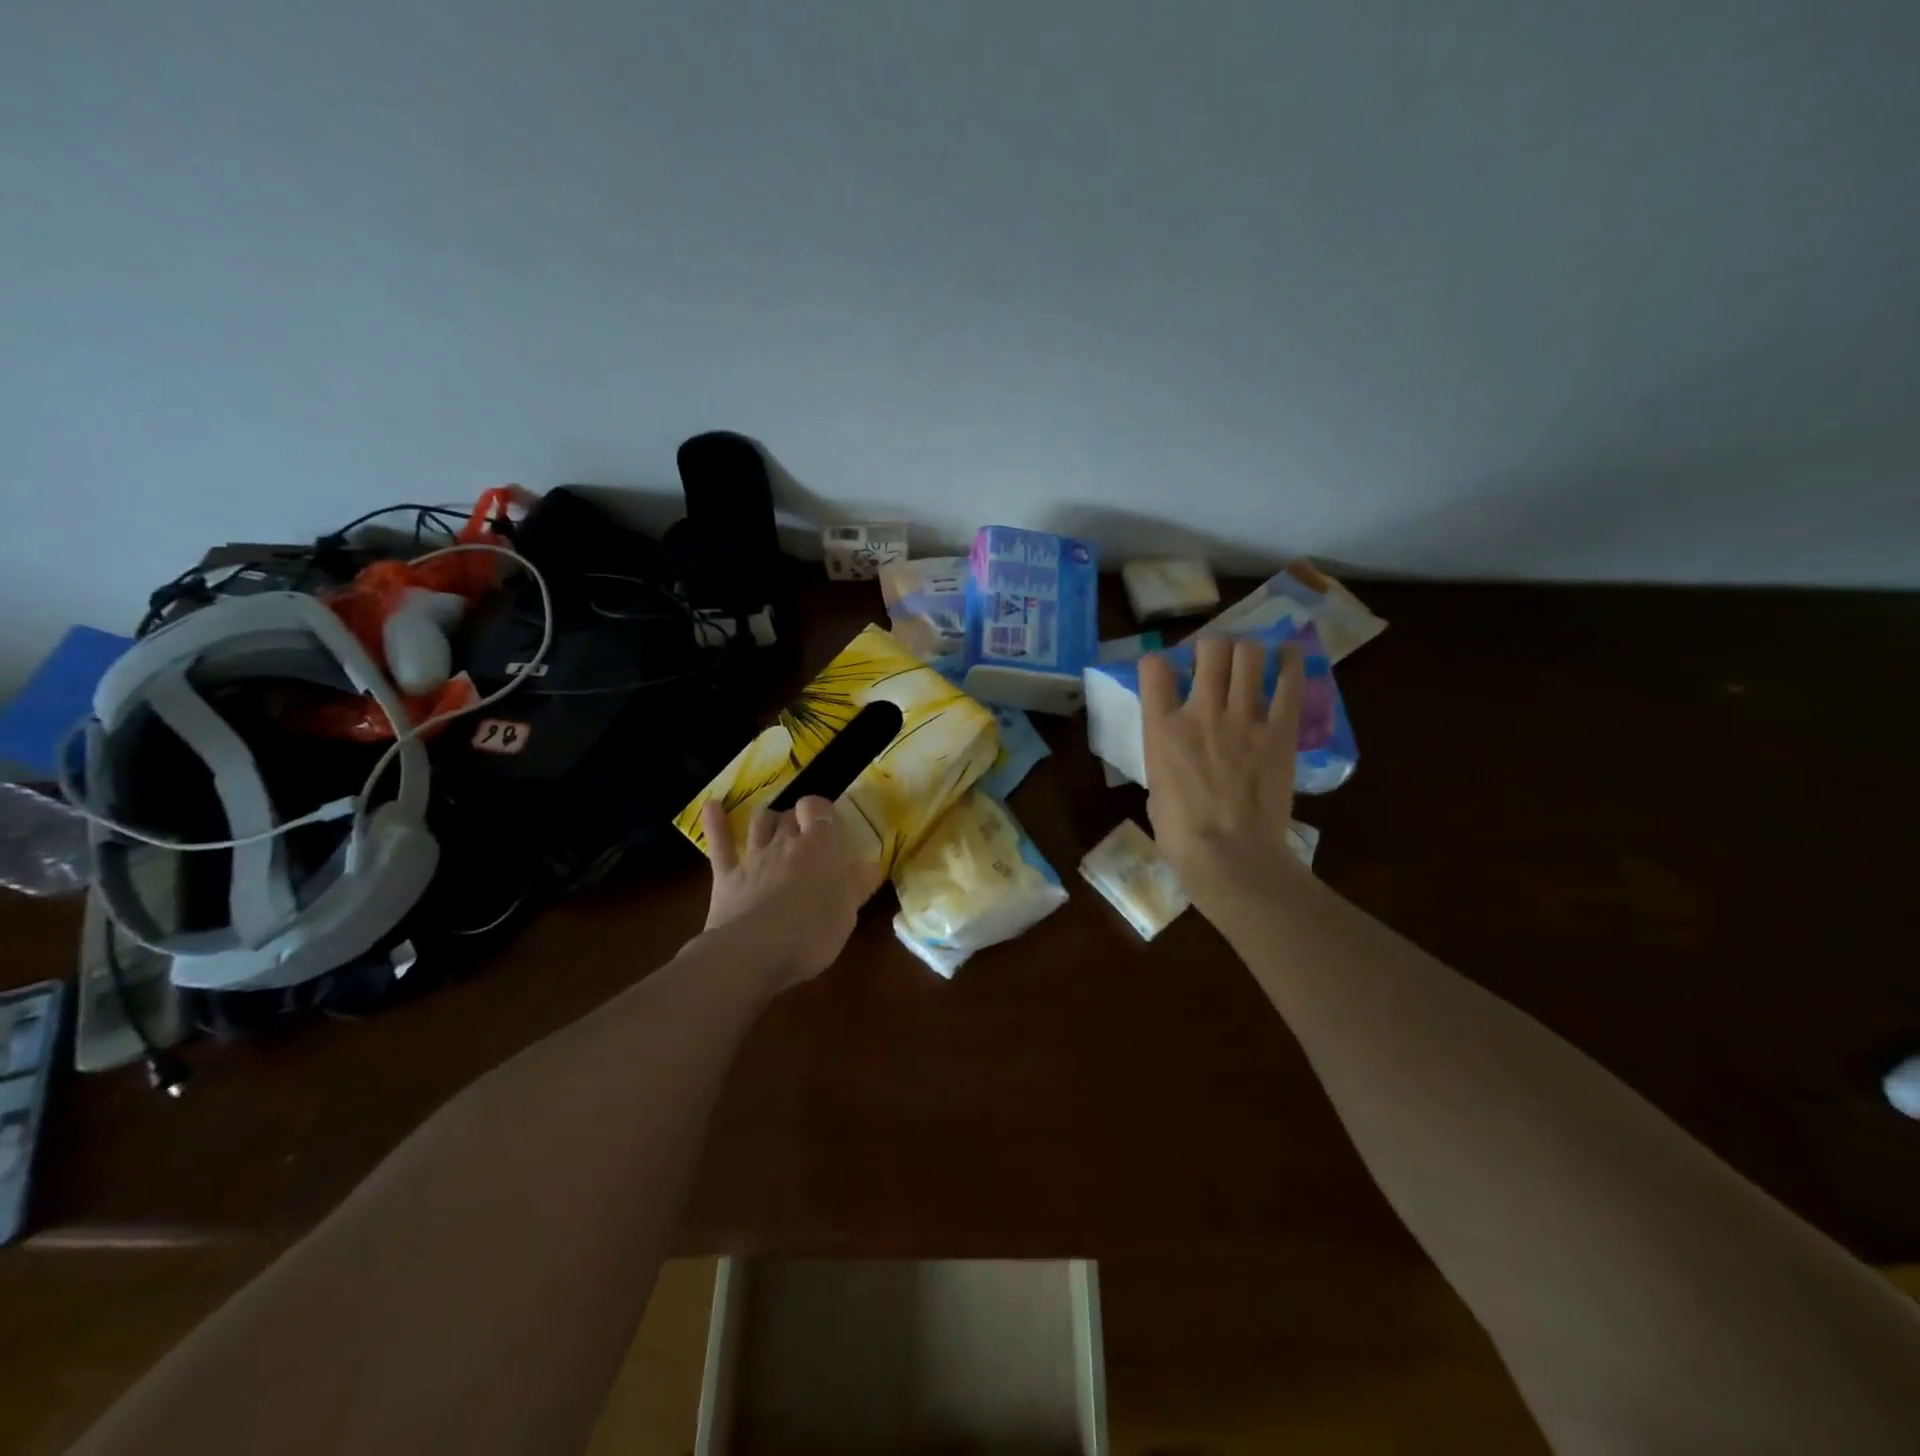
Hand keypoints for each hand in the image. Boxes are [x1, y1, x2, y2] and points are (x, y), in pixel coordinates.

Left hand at [699, 797, 882, 991]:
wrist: (754, 953)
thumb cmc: (812, 933)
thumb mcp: (847, 914)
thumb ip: (857, 886)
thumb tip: (872, 866)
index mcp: (819, 847)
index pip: (818, 809)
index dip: (821, 811)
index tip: (828, 822)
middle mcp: (785, 843)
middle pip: (790, 815)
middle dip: (797, 819)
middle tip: (805, 833)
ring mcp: (753, 857)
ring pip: (760, 822)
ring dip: (768, 819)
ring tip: (773, 824)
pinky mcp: (725, 876)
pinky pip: (720, 843)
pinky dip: (715, 822)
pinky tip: (711, 806)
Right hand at [1140, 638, 1307, 912]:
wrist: (1231, 857)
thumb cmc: (1181, 834)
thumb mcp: (1155, 786)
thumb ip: (1165, 754)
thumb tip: (1178, 744)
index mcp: (1162, 728)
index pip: (1154, 668)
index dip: (1157, 663)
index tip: (1163, 670)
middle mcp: (1202, 711)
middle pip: (1209, 649)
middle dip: (1210, 648)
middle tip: (1212, 662)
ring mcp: (1244, 718)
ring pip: (1248, 655)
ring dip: (1245, 652)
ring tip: (1247, 661)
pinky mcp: (1280, 730)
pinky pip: (1289, 682)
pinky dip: (1289, 663)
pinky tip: (1287, 655)